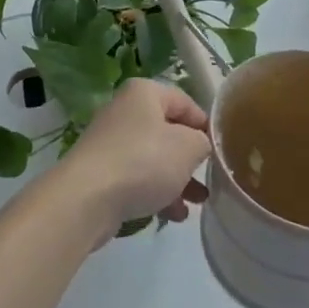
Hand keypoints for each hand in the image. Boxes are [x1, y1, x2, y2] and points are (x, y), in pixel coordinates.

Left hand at [55, 79, 210, 236]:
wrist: (87, 198)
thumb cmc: (144, 161)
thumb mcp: (188, 147)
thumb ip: (202, 142)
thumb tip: (199, 145)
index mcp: (144, 93)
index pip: (185, 102)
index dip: (206, 126)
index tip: (221, 151)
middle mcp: (125, 111)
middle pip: (169, 131)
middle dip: (191, 158)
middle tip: (209, 178)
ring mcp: (111, 142)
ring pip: (154, 157)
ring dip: (177, 179)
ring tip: (196, 203)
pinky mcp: (102, 171)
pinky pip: (137, 177)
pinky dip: (156, 192)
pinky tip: (173, 215)